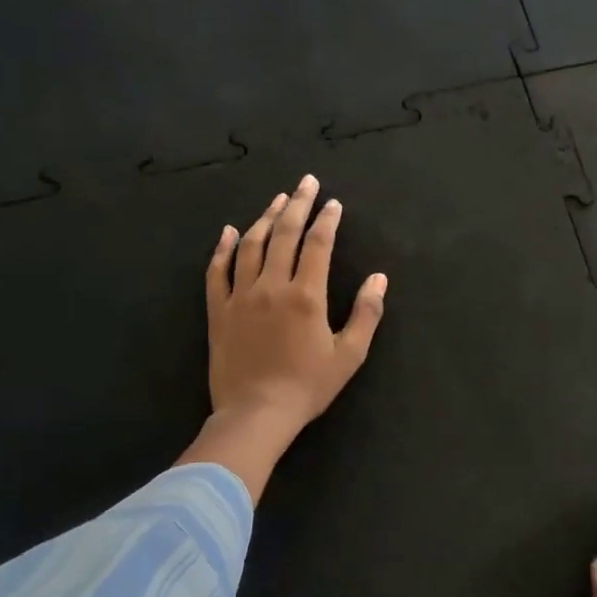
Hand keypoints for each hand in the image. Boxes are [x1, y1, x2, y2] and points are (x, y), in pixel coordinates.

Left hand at [177, 176, 387, 500]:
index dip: (327, 220)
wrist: (256, 413)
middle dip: (298, 204)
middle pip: (284, 234)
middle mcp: (272, 286)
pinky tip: (229, 231)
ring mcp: (240, 296)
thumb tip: (380, 279)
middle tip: (306, 182)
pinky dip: (223, 248)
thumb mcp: (349, 355)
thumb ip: (366, 313)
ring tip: (277, 199)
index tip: (332, 202)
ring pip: (251, 245)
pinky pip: (217, 271)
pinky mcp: (218, 310)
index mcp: (306, 295)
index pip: (317, 244)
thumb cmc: (307, 387)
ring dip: (265, 218)